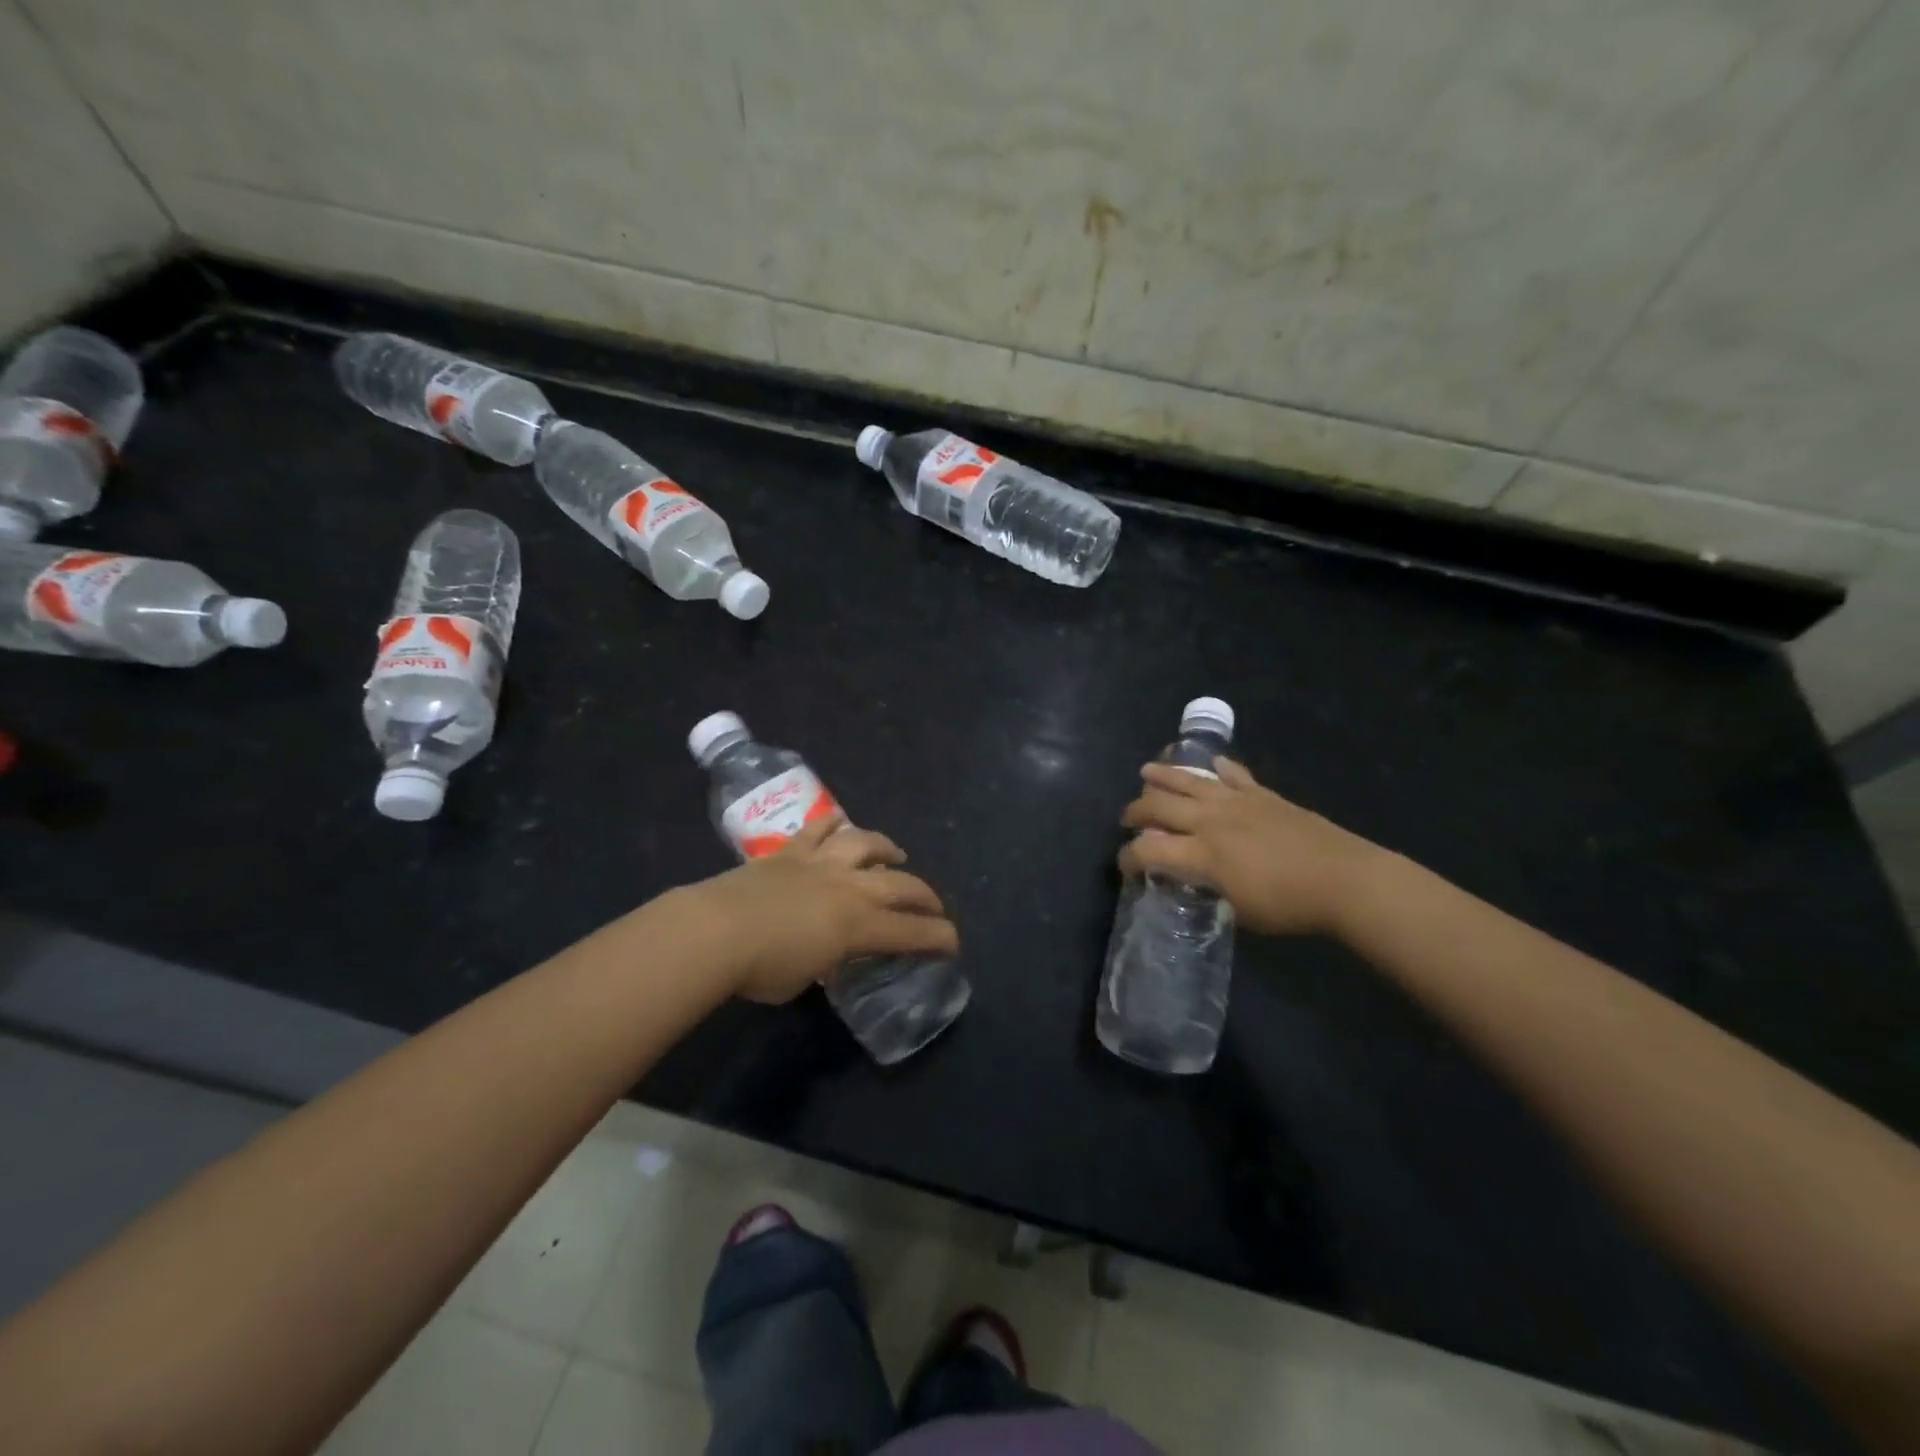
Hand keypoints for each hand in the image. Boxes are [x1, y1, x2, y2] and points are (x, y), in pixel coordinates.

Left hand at [687, 814, 959, 1002]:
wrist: (716, 930)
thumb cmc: (761, 968)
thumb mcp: (804, 979)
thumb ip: (825, 962)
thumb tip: (825, 955)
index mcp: (858, 925)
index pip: (911, 932)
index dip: (938, 937)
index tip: (953, 943)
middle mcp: (849, 887)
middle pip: (901, 885)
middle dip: (925, 896)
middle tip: (934, 907)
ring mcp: (821, 863)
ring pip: (866, 844)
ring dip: (887, 849)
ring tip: (896, 856)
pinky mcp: (791, 851)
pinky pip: (818, 828)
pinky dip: (833, 824)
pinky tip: (841, 822)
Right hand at [1119, 759, 1383, 935]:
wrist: (1343, 879)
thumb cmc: (1289, 905)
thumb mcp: (1238, 910)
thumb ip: (1206, 889)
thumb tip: (1189, 878)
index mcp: (1201, 854)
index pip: (1147, 850)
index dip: (1128, 858)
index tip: (1125, 867)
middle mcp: (1210, 821)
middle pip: (1158, 806)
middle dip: (1135, 812)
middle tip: (1128, 820)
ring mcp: (1237, 803)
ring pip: (1189, 781)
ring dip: (1163, 776)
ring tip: (1146, 772)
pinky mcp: (1263, 795)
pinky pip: (1234, 775)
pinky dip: (1219, 769)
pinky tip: (1212, 765)